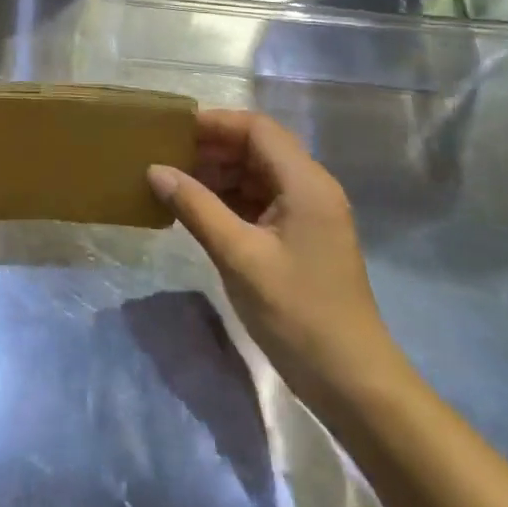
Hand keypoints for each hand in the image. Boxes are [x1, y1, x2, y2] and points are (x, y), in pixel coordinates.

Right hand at [149, 110, 401, 406]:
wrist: (353, 383)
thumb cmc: (297, 313)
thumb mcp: (238, 257)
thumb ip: (196, 207)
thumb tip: (155, 169)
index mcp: (306, 182)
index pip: (257, 129)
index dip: (214, 123)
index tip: (172, 131)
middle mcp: (311, 188)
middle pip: (258, 148)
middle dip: (212, 149)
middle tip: (166, 159)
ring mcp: (309, 214)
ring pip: (258, 175)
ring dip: (218, 175)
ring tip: (175, 185)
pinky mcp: (302, 239)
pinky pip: (261, 202)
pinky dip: (230, 200)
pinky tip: (199, 213)